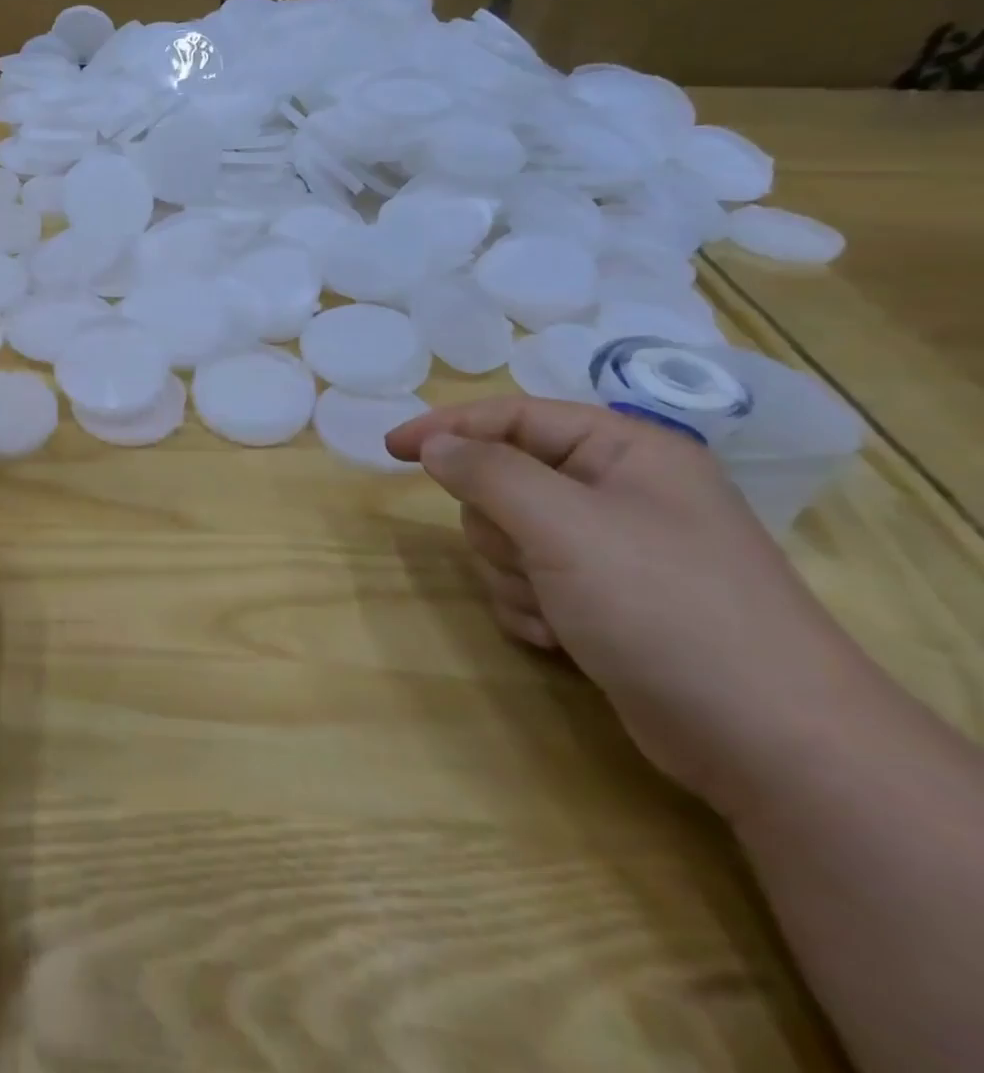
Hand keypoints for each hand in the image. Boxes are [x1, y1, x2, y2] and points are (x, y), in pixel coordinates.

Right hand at [386, 397, 868, 815]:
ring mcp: (610, 551)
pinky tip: (560, 638)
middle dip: (498, 527)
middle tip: (528, 558)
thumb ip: (487, 472)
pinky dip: (529, 608)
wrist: (769, 743)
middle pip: (503, 481)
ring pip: (507, 537)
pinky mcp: (602, 602)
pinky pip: (526, 582)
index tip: (391, 450)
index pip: (513, 416)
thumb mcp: (562, 525)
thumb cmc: (664, 607)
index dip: (448, 426)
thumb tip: (435, 445)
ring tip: (555, 609)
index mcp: (624, 452)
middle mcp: (618, 492)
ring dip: (512, 575)